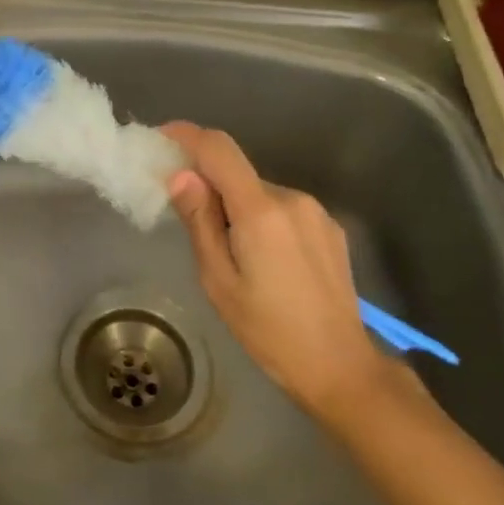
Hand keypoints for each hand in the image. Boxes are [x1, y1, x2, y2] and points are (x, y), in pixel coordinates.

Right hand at [162, 121, 394, 422]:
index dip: (187, 135)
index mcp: (260, 211)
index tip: (161, 138)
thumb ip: (199, 221)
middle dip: (209, 184)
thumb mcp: (219, 281)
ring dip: (236, 206)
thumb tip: (181, 175)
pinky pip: (282, 208)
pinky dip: (261, 217)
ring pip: (259, 191)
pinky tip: (264, 260)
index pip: (219, 149)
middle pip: (237, 172)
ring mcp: (315, 212)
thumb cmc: (270, 331)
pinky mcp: (329, 227)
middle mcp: (291, 198)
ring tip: (231, 253)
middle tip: (190, 220)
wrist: (342, 369)